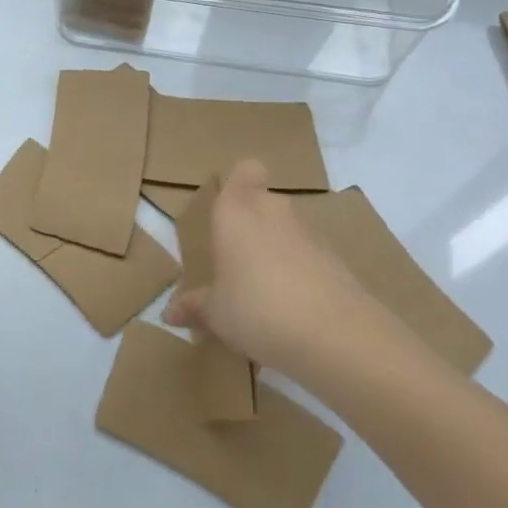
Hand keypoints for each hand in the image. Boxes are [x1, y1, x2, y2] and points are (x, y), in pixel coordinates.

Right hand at [162, 160, 387, 379]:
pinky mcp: (337, 261)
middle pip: (265, 202)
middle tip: (237, 262)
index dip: (241, 183)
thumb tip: (170, 313)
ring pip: (288, 231)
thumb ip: (194, 307)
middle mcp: (273, 211)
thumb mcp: (215, 314)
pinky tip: (294, 313)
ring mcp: (310, 234)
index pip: (245, 171)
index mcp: (236, 212)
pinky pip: (310, 259)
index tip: (229, 210)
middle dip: (253, 225)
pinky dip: (302, 275)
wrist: (336, 336)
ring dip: (278, 252)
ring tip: (264, 295)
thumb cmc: (256, 309)